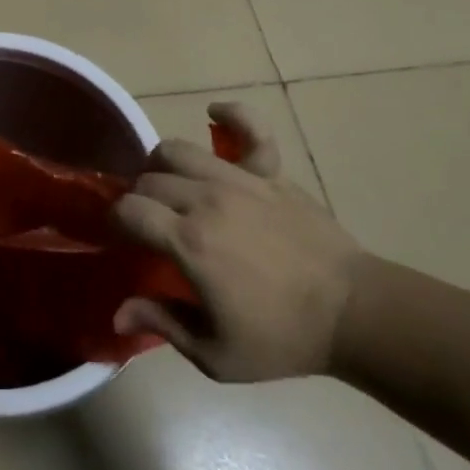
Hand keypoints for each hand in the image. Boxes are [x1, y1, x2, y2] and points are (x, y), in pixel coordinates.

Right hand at [112, 102, 360, 381]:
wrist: (354, 314)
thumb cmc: (282, 338)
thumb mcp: (216, 354)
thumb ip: (162, 324)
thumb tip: (117, 312)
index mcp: (189, 242)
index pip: (129, 210)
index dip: (115, 222)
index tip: (121, 239)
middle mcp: (207, 199)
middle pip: (150, 178)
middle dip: (139, 198)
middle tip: (149, 224)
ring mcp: (240, 179)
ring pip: (179, 150)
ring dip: (163, 165)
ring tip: (171, 186)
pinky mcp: (270, 171)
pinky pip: (248, 127)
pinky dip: (230, 115)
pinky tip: (214, 114)